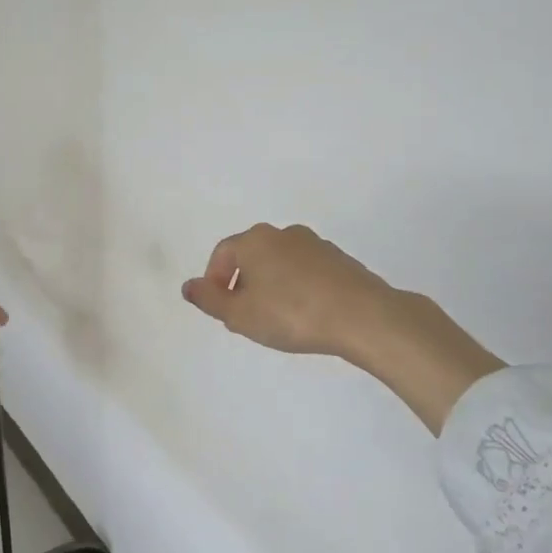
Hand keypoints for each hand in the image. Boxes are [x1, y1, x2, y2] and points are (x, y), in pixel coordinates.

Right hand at [181, 223, 395, 357]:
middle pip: (251, 255)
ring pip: (280, 263)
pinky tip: (306, 314)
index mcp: (254, 240)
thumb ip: (210, 300)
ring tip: (277, 319)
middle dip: (243, 284)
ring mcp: (315, 244)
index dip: (215, 281)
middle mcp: (282, 233)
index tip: (221, 309)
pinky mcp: (340, 260)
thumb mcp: (240, 315)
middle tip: (246, 316)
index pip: (222, 254)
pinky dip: (298, 288)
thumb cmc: (292, 313)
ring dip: (272, 285)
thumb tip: (189, 286)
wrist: (362, 316)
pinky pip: (306, 271)